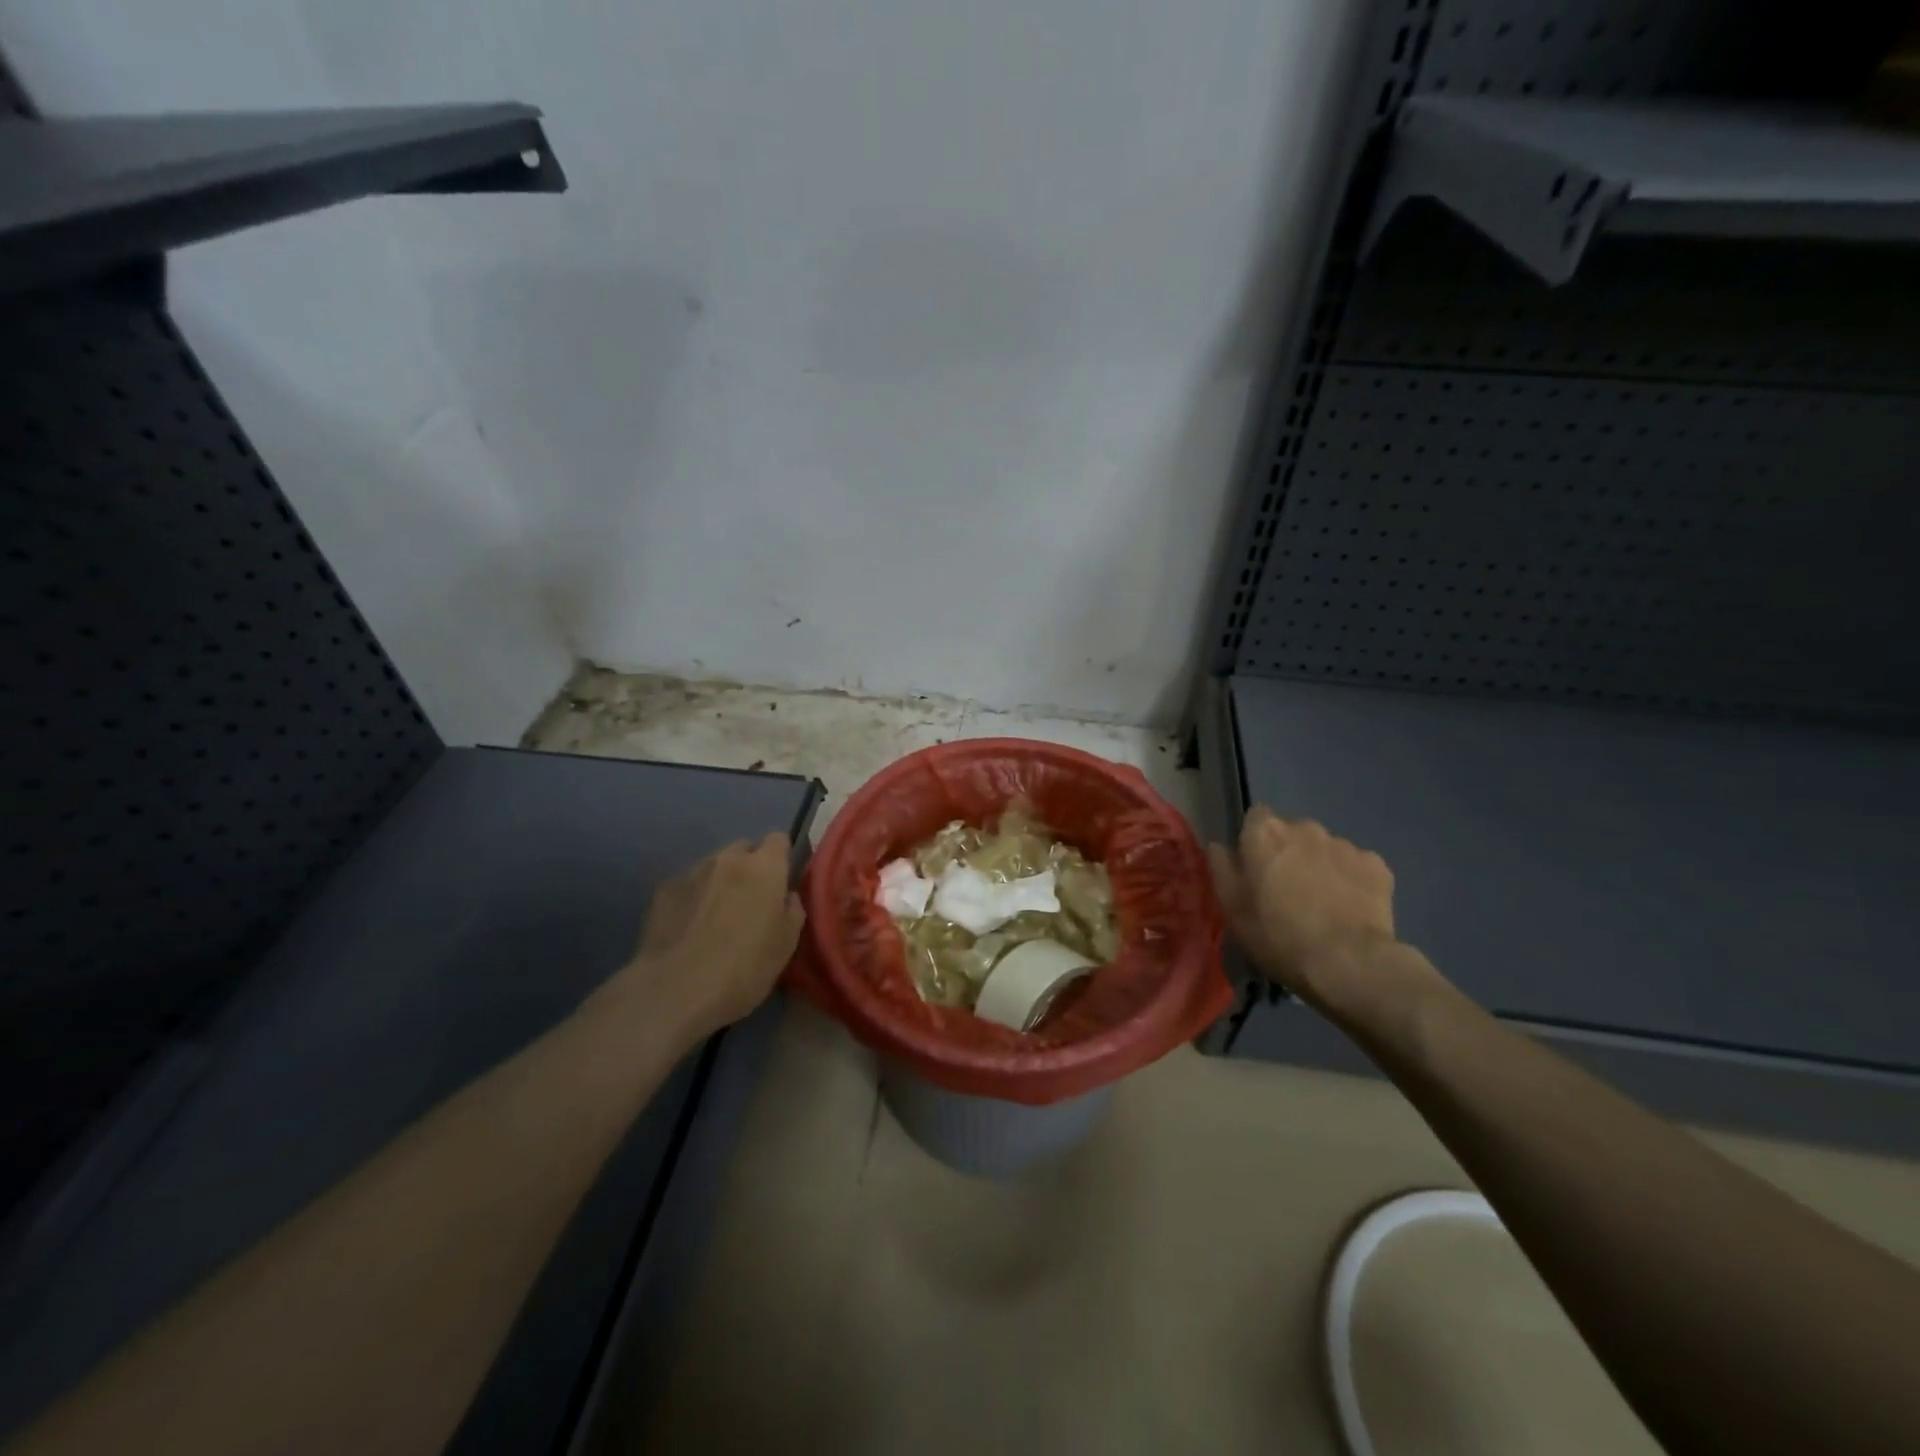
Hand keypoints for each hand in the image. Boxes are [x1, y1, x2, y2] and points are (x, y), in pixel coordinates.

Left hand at [609, 833, 805, 1042]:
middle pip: (744, 849)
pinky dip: (692, 899)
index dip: (781, 858)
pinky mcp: (663, 891)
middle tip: (750, 902)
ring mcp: (692, 872)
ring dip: (720, 883)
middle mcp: (728, 859)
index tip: (780, 882)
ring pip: (714, 866)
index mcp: (764, 868)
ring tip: (715, 917)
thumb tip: (786, 896)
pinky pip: (687, 886)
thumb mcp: (786, 946)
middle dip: (750, 868)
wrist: (675, 990)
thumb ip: (792, 911)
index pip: (778, 839)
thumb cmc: (744, 968)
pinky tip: (688, 929)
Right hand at [1208, 806, 1418, 1015]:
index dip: (1255, 841)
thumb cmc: (1278, 936)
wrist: (1348, 963)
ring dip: (1320, 867)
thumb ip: (1221, 868)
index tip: (1255, 869)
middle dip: (1290, 854)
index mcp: (1265, 833)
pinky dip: (1351, 881)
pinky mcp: (1377, 865)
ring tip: (1323, 905)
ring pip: (1325, 849)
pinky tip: (1349, 910)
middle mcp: (1305, 828)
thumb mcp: (1232, 908)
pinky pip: (1356, 866)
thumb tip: (1219, 846)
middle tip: (1288, 891)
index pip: (1256, 817)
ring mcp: (1345, 844)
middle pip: (1292, 833)